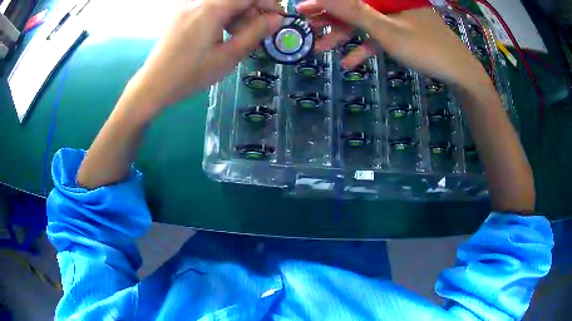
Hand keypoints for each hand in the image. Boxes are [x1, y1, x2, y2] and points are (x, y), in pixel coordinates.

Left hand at [130, 0, 282, 108]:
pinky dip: (222, 15)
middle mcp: (199, 0)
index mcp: (211, 8)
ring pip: (223, 2)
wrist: (154, 84)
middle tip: (256, 33)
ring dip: (237, 14)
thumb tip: (277, 18)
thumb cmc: (190, 74)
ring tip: (236, 36)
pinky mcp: (182, 12)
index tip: (276, 19)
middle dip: (252, 10)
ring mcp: (188, 5)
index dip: (269, 3)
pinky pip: (210, 6)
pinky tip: (220, 33)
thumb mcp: (228, 57)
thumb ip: (255, 33)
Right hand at [298, 0, 486, 86]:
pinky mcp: (402, 33)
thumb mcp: (387, 30)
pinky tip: (349, 63)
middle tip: (308, 28)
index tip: (303, 9)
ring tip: (321, 49)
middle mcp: (390, 2)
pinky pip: (379, 36)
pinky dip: (365, 47)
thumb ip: (354, 11)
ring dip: (344, 35)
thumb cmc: (426, 48)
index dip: (326, 2)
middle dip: (331, 18)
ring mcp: (396, 17)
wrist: (459, 73)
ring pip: (364, 22)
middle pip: (355, 6)